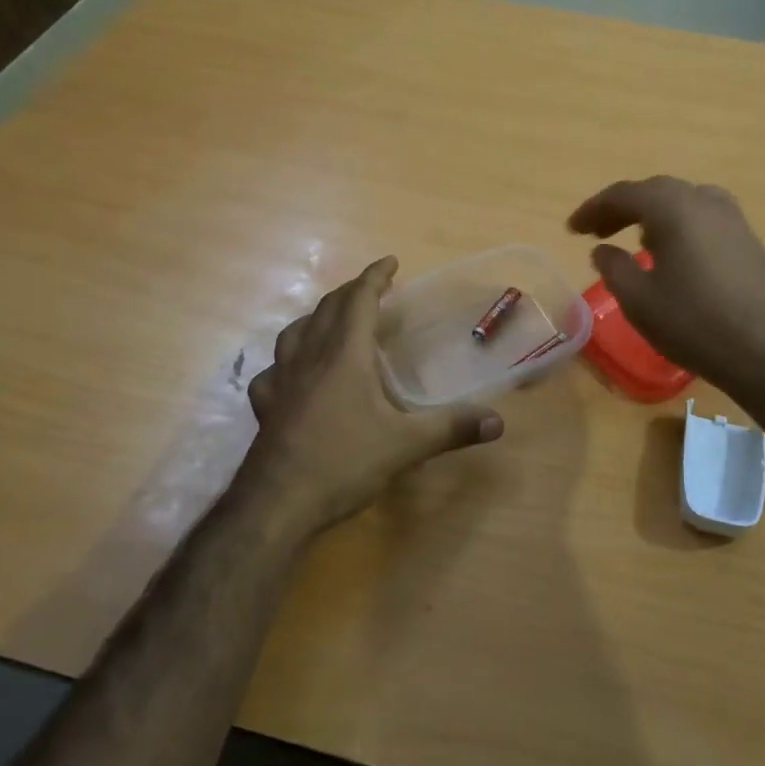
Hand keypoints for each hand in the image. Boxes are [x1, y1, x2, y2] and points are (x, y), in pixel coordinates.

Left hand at [245, 256, 503, 533]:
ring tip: (332, 321)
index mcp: (344, 354)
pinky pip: (273, 371)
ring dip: (317, 318)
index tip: (391, 261)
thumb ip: (452, 428)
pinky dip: (288, 361)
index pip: (359, 300)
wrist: (277, 504)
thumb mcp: (406, 445)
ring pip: (294, 332)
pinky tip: (293, 376)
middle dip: (351, 292)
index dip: (375, 276)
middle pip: (327, 309)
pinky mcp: (265, 406)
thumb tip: (498, 422)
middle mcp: (309, 357)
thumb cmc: (344, 462)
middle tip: (372, 289)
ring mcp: (281, 381)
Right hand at [568, 176, 764, 401]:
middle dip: (623, 209)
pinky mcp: (750, 241)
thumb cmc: (693, 323)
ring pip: (684, 203)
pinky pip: (705, 220)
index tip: (572, 229)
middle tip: (598, 232)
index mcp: (674, 208)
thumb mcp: (639, 300)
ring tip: (636, 241)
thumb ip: (613, 267)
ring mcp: (734, 219)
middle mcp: (705, 201)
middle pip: (655, 192)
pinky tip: (675, 256)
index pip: (623, 194)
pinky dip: (680, 227)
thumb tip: (603, 250)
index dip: (593, 209)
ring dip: (654, 216)